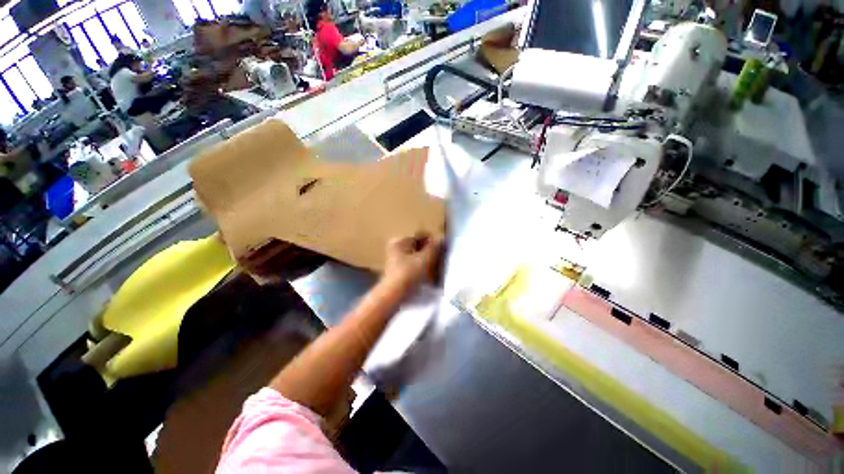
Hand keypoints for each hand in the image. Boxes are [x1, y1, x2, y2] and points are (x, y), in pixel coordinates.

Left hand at [383, 232, 443, 291]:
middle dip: (430, 252)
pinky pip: (412, 266)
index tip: (443, 250)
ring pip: (416, 257)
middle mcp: (395, 248)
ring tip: (436, 268)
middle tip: (440, 259)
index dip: (433, 241)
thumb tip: (441, 238)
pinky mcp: (397, 272)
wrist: (393, 296)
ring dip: (426, 261)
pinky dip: (420, 269)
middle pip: (418, 247)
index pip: (421, 236)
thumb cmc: (409, 273)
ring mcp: (395, 261)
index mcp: (400, 241)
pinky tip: (428, 276)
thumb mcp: (425, 258)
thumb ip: (434, 247)